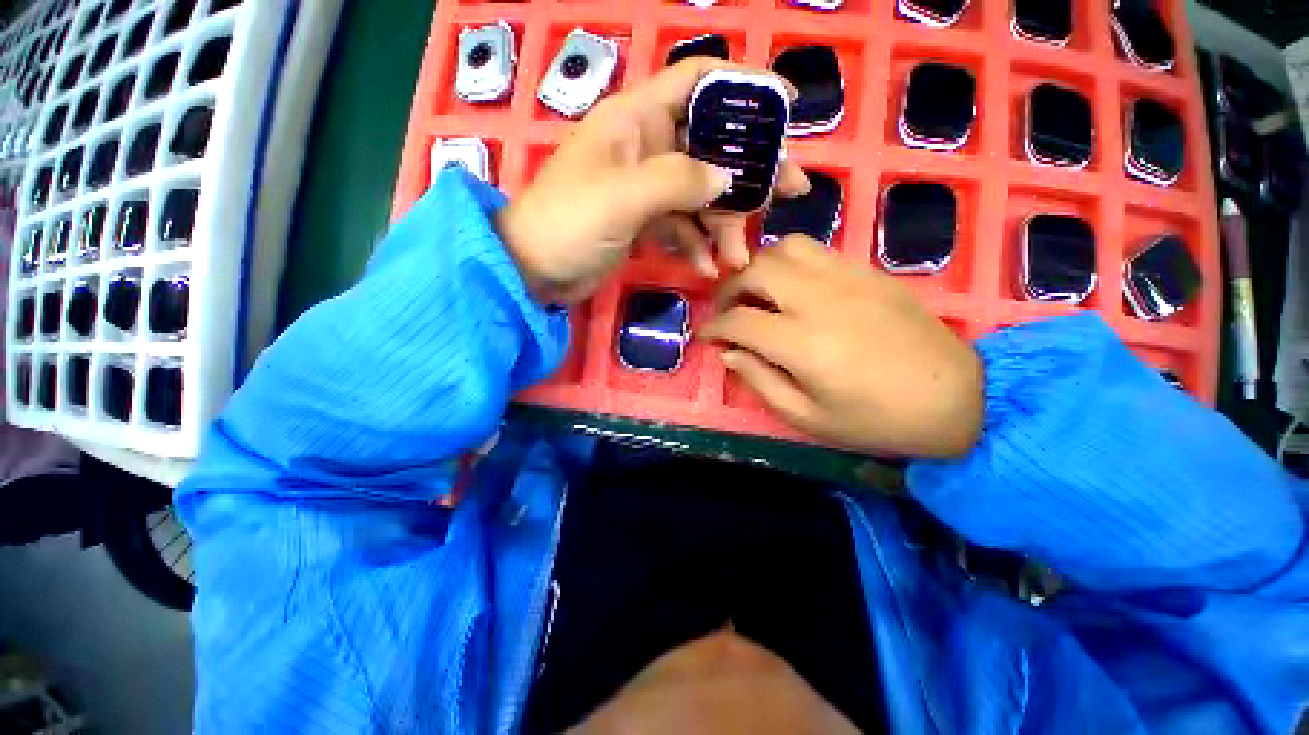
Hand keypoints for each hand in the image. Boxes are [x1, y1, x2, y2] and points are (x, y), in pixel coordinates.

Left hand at [496, 58, 809, 303]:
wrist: (536, 271)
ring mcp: (647, 187)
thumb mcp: (624, 196)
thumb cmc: (569, 222)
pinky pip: (682, 227)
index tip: (788, 108)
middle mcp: (647, 146)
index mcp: (637, 119)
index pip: (699, 82)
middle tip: (789, 195)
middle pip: (713, 146)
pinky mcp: (645, 221)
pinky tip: (708, 269)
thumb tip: (728, 178)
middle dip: (750, 172)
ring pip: (701, 195)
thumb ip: (679, 181)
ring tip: (737, 259)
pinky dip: (697, 245)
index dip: (745, 87)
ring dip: (724, 226)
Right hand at [703, 236, 984, 457]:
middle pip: (756, 270)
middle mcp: (820, 300)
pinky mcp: (869, 271)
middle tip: (727, 311)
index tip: (707, 335)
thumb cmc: (876, 419)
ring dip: (760, 267)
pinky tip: (794, 288)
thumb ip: (760, 381)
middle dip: (730, 289)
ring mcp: (848, 278)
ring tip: (758, 293)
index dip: (714, 326)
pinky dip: (792, 263)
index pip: (739, 320)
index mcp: (803, 344)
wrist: (957, 398)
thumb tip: (729, 353)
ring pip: (786, 247)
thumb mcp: (807, 417)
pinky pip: (818, 251)